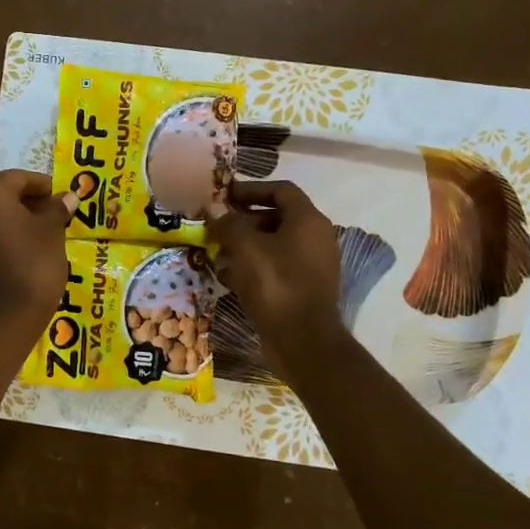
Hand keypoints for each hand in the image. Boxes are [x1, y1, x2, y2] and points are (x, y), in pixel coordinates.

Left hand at [0, 170, 76, 340]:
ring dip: (12, 220)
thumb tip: (67, 196)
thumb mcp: (52, 232)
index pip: (18, 178)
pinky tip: (21, 251)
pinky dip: (0, 238)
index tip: (62, 198)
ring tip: (39, 234)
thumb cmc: (33, 264)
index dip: (43, 186)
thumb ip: (56, 209)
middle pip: (0, 195)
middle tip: (52, 214)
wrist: (4, 317)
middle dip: (26, 202)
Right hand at [210, 181, 345, 377]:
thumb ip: (228, 223)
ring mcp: (313, 265)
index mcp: (308, 220)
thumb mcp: (245, 247)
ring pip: (274, 245)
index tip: (224, 196)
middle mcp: (316, 238)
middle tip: (216, 227)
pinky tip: (229, 278)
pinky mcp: (304, 289)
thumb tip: (213, 210)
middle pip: (277, 217)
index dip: (251, 189)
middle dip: (244, 220)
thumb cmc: (275, 284)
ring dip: (245, 246)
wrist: (303, 340)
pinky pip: (276, 268)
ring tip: (217, 253)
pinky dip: (253, 267)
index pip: (281, 190)